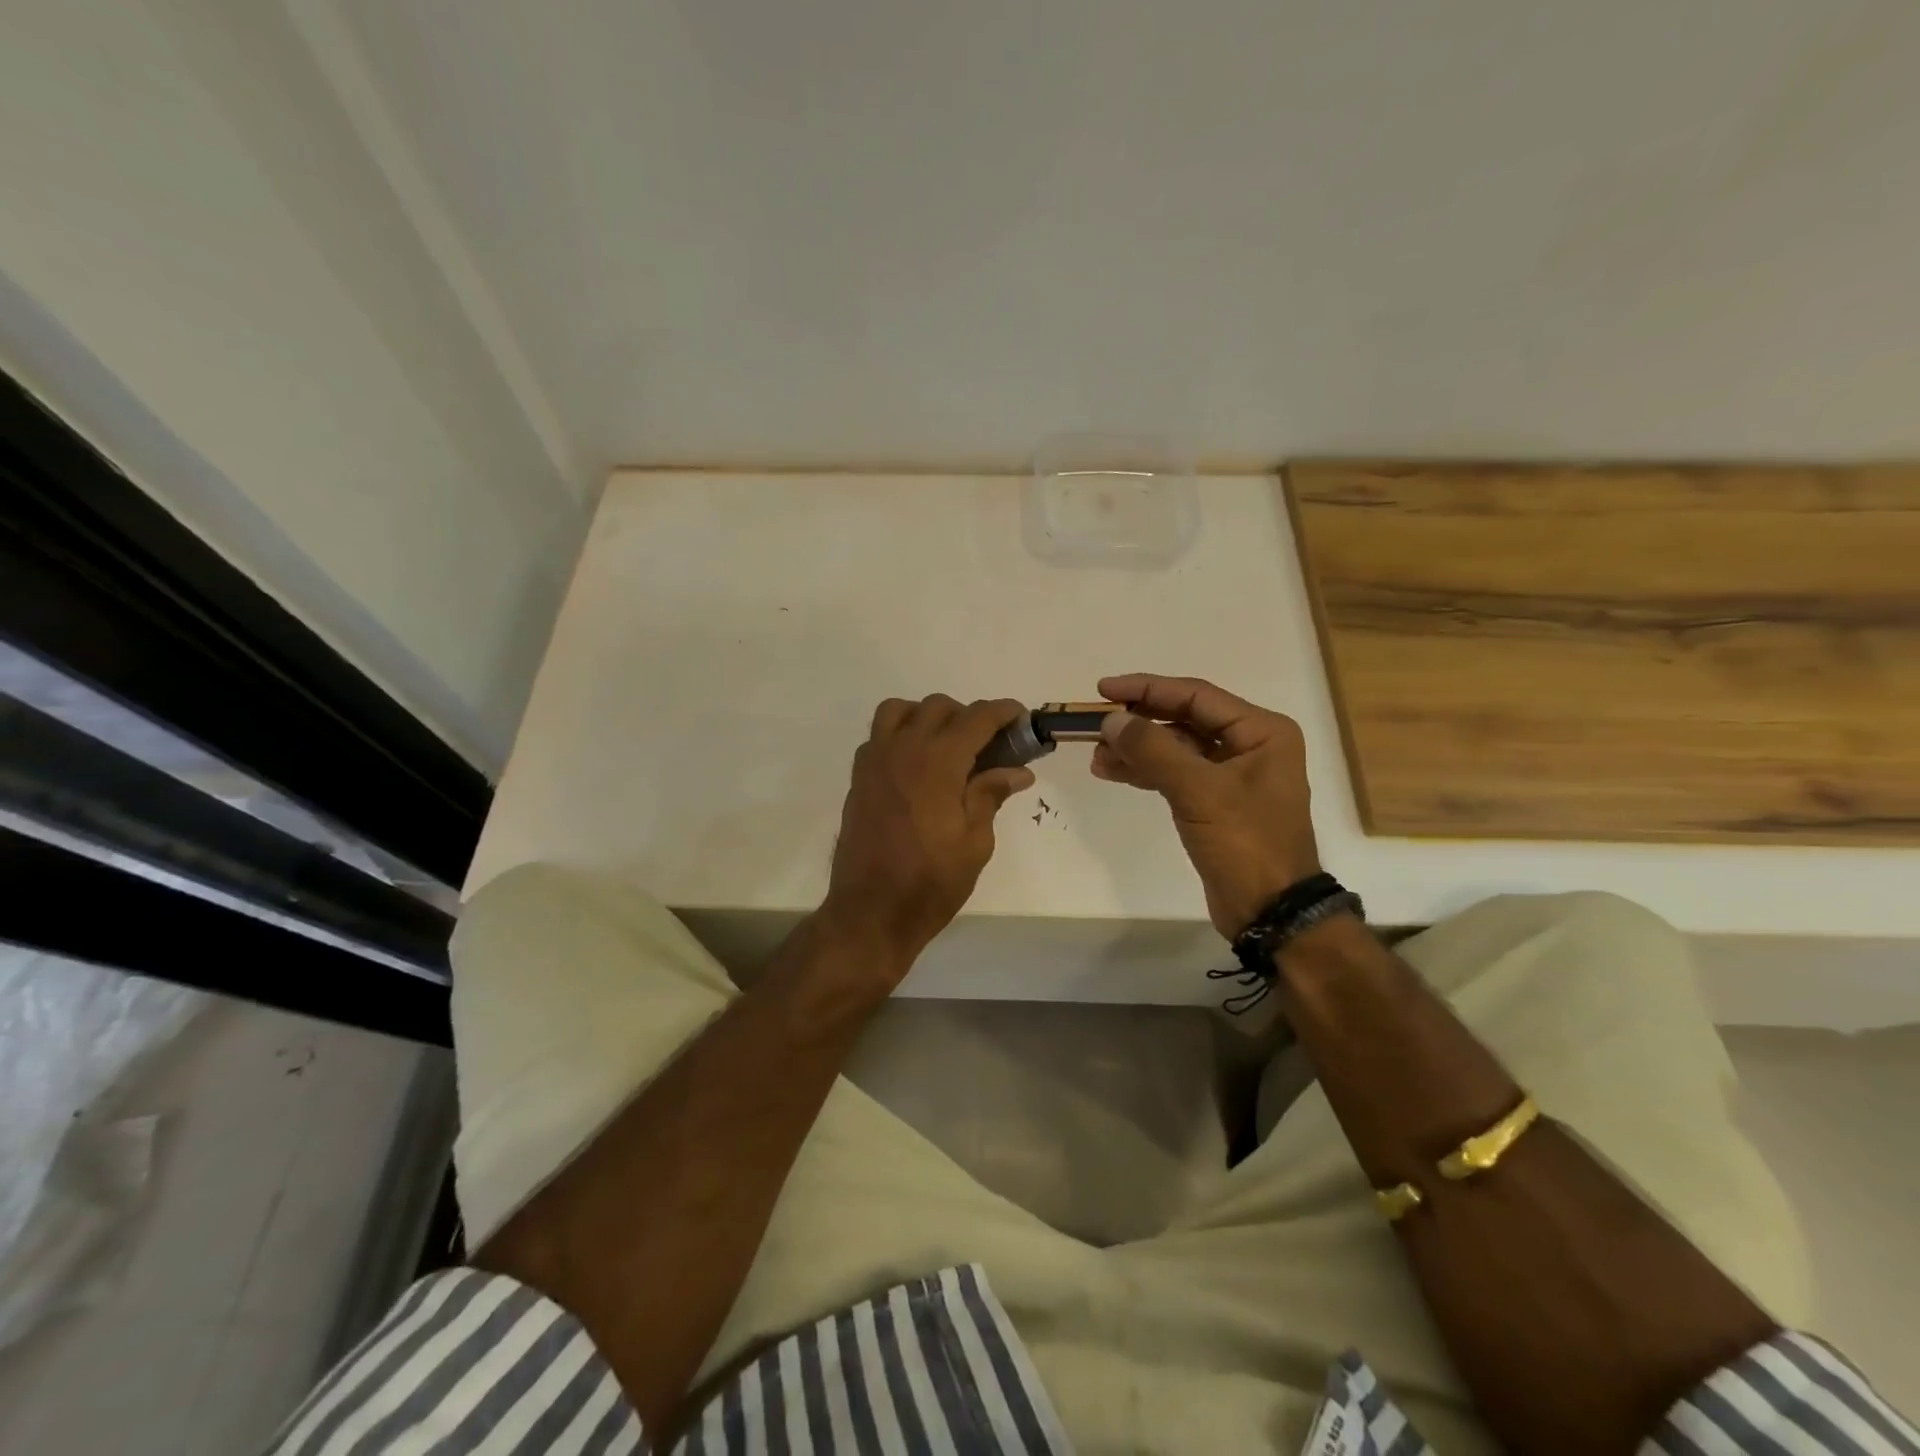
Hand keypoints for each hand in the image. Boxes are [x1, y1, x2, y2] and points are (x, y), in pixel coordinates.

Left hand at [822, 695, 1034, 972]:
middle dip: (969, 716)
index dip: (1003, 712)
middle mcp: (903, 749)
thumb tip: (1018, 770)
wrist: (871, 912)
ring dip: (927, 717)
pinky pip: (879, 735)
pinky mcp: (859, 777)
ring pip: (900, 710)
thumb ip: (991, 795)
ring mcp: (875, 761)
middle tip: (989, 745)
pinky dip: (900, 734)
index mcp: (938, 762)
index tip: (1020, 718)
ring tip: (947, 746)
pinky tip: (916, 765)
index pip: (976, 718)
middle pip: (938, 707)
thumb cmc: (930, 882)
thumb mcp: (975, 843)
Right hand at [1092, 673, 1320, 937]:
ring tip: (1096, 755)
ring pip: (1175, 747)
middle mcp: (1250, 745)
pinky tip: (1113, 772)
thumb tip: (1110, 720)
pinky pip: (1175, 773)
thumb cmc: (1245, 843)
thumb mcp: (1198, 791)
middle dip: (1139, 722)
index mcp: (1261, 731)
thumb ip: (1153, 750)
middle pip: (1184, 719)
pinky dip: (1145, 771)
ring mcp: (1232, 774)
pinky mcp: (1215, 801)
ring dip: (1137, 749)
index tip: (1104, 690)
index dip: (1147, 689)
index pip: (1195, 696)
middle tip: (1095, 725)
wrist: (1270, 910)